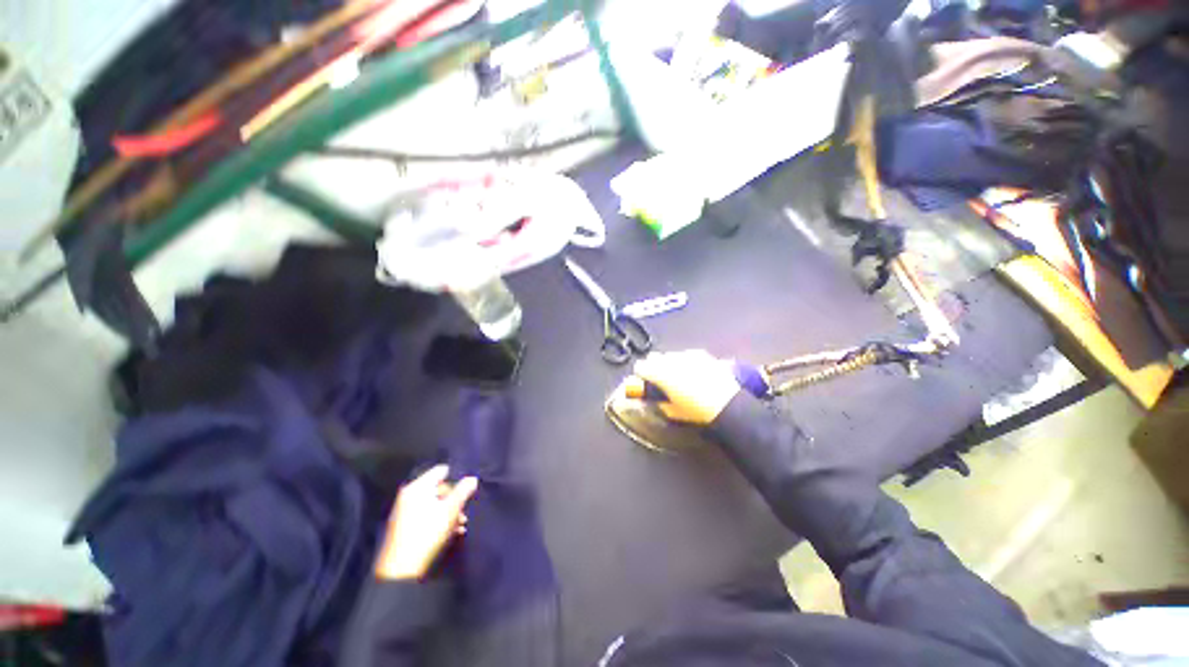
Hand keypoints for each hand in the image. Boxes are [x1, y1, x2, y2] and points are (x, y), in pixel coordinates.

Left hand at [376, 465, 477, 580]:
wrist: (401, 568)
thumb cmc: (428, 533)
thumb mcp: (451, 510)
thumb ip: (464, 491)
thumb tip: (473, 479)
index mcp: (418, 486)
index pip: (441, 471)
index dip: (456, 478)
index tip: (465, 491)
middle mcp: (409, 494)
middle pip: (439, 488)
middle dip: (454, 499)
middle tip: (464, 513)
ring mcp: (404, 509)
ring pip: (434, 503)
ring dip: (449, 512)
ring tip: (460, 525)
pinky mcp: (403, 525)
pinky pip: (426, 514)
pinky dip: (438, 519)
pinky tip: (451, 532)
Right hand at [632, 350, 740, 425]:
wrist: (727, 404)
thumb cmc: (696, 411)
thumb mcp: (673, 411)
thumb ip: (660, 402)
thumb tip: (655, 399)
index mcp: (659, 374)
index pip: (640, 367)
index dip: (640, 375)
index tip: (644, 382)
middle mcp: (670, 360)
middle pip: (654, 357)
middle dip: (654, 366)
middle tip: (660, 379)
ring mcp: (686, 355)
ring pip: (670, 355)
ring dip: (669, 363)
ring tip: (678, 376)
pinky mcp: (701, 354)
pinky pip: (687, 355)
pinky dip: (686, 361)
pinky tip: (693, 372)